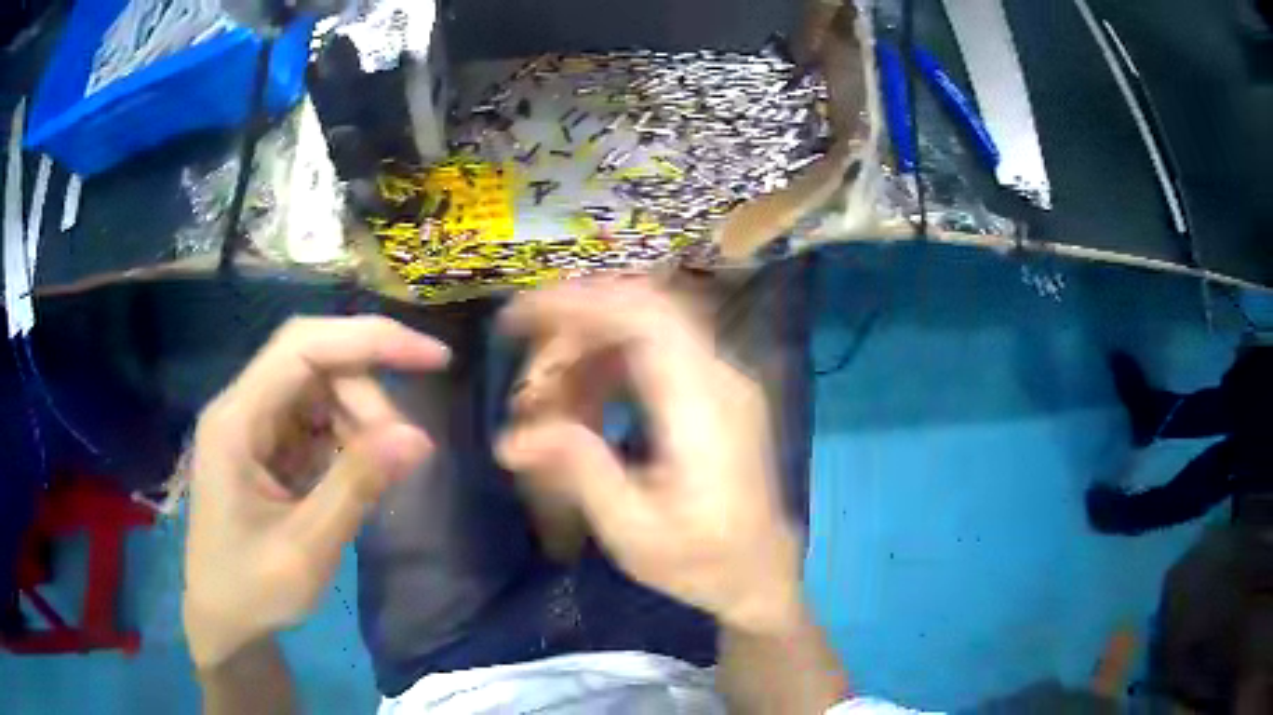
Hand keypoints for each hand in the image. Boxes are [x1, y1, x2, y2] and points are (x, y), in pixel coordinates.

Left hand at [182, 316, 448, 668]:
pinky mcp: (268, 445)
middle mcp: (242, 407)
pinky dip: (349, 439)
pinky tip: (360, 474)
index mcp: (236, 421)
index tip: (433, 360)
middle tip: (404, 450)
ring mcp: (254, 424)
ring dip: (361, 419)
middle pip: (315, 363)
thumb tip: (418, 437)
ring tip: (383, 471)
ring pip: (320, 388)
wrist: (224, 618)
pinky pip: (317, 419)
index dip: (369, 340)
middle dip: (367, 395)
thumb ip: (356, 486)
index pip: (303, 347)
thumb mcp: (306, 548)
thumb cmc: (253, 588)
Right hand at [497, 279, 803, 633]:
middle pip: (643, 310)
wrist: (759, 573)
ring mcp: (724, 380)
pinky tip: (586, 402)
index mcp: (703, 408)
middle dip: (575, 323)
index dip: (579, 303)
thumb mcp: (633, 531)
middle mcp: (721, 377)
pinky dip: (612, 363)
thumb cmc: (700, 561)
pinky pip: (658, 351)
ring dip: (590, 347)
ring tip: (550, 396)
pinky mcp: (718, 391)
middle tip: (530, 370)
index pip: (644, 318)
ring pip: (648, 326)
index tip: (520, 317)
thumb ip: (580, 472)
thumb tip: (513, 438)